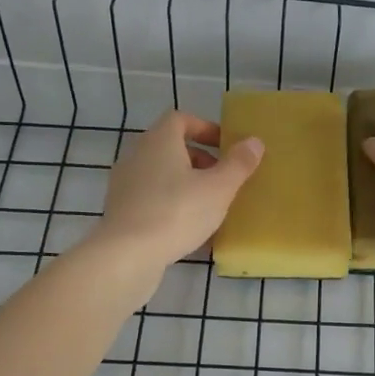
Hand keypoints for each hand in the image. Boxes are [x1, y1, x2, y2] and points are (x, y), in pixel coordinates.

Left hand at [93, 111, 263, 276]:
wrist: (126, 256)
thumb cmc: (177, 212)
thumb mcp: (219, 188)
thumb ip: (238, 163)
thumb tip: (254, 142)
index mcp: (159, 141)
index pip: (180, 119)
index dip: (205, 128)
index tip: (225, 146)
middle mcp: (137, 155)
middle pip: (170, 147)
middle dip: (200, 160)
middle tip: (222, 178)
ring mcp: (124, 184)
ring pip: (161, 175)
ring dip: (185, 184)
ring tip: (209, 206)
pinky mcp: (120, 211)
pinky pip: (151, 199)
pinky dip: (171, 205)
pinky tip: (189, 229)